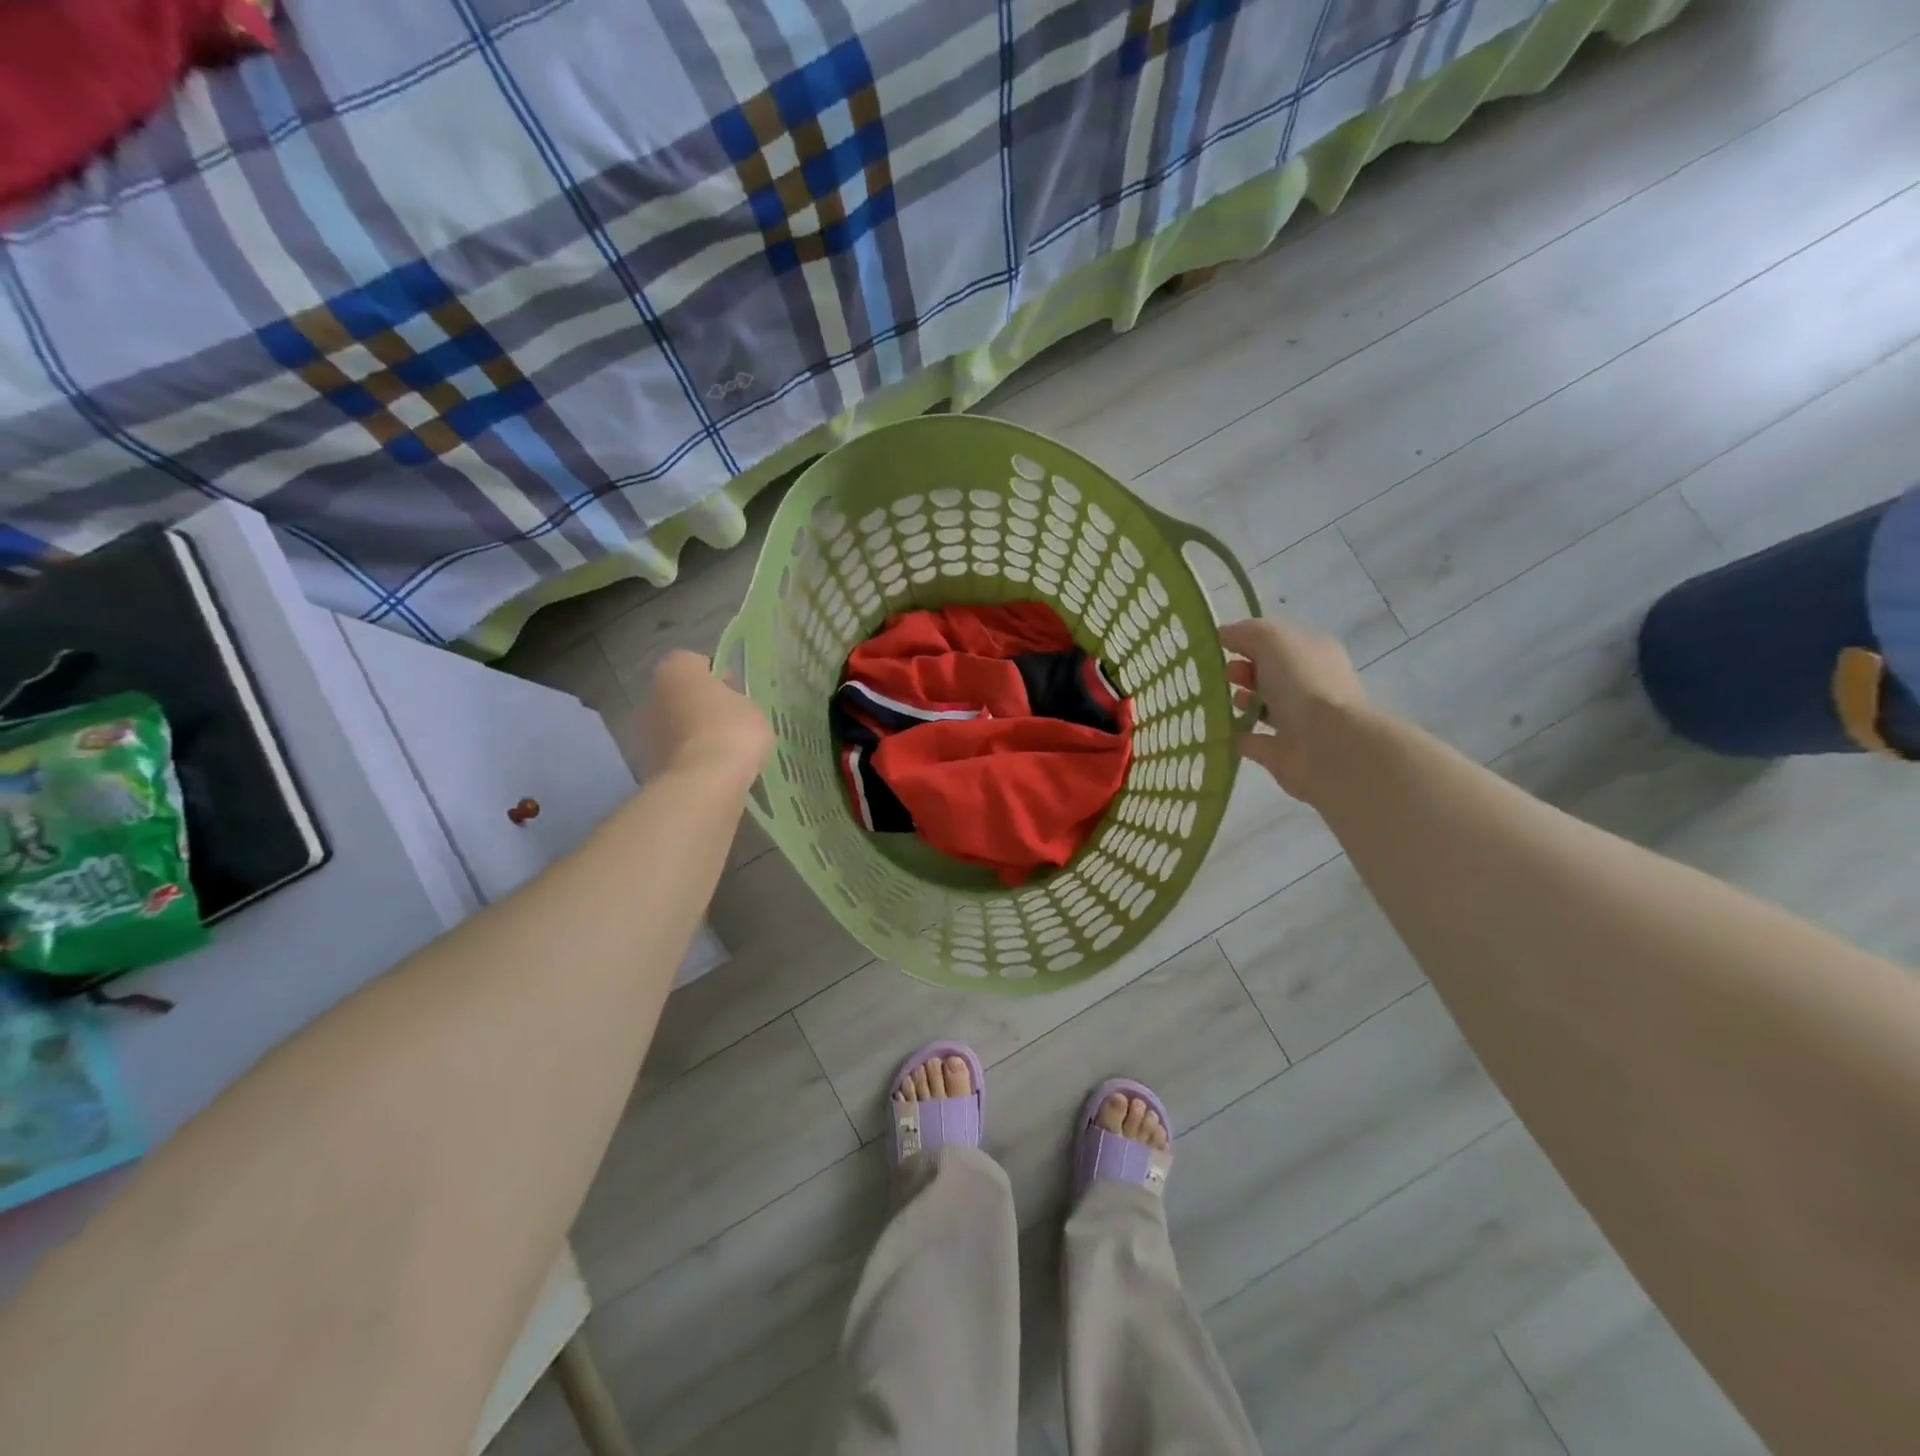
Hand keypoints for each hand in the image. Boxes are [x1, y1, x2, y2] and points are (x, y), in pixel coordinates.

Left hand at [636, 651, 772, 785]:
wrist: (703, 783)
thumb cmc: (732, 731)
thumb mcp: (752, 708)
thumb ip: (738, 701)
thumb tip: (728, 706)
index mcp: (676, 669)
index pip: (698, 664)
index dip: (719, 678)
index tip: (737, 695)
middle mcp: (651, 694)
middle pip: (681, 696)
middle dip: (701, 707)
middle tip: (730, 724)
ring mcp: (644, 731)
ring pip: (675, 726)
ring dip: (693, 735)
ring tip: (723, 753)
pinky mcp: (646, 764)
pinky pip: (674, 755)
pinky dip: (689, 760)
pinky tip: (712, 772)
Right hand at [1219, 618, 1367, 799]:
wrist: (1326, 744)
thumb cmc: (1302, 683)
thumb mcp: (1273, 640)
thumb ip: (1247, 633)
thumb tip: (1225, 634)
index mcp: (1315, 655)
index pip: (1280, 643)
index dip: (1251, 641)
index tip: (1223, 646)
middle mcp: (1310, 686)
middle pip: (1271, 674)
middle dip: (1244, 671)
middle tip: (1226, 675)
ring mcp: (1298, 722)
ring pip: (1264, 707)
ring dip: (1242, 702)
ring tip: (1227, 701)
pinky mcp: (1283, 753)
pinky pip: (1255, 741)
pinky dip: (1238, 735)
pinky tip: (1220, 730)